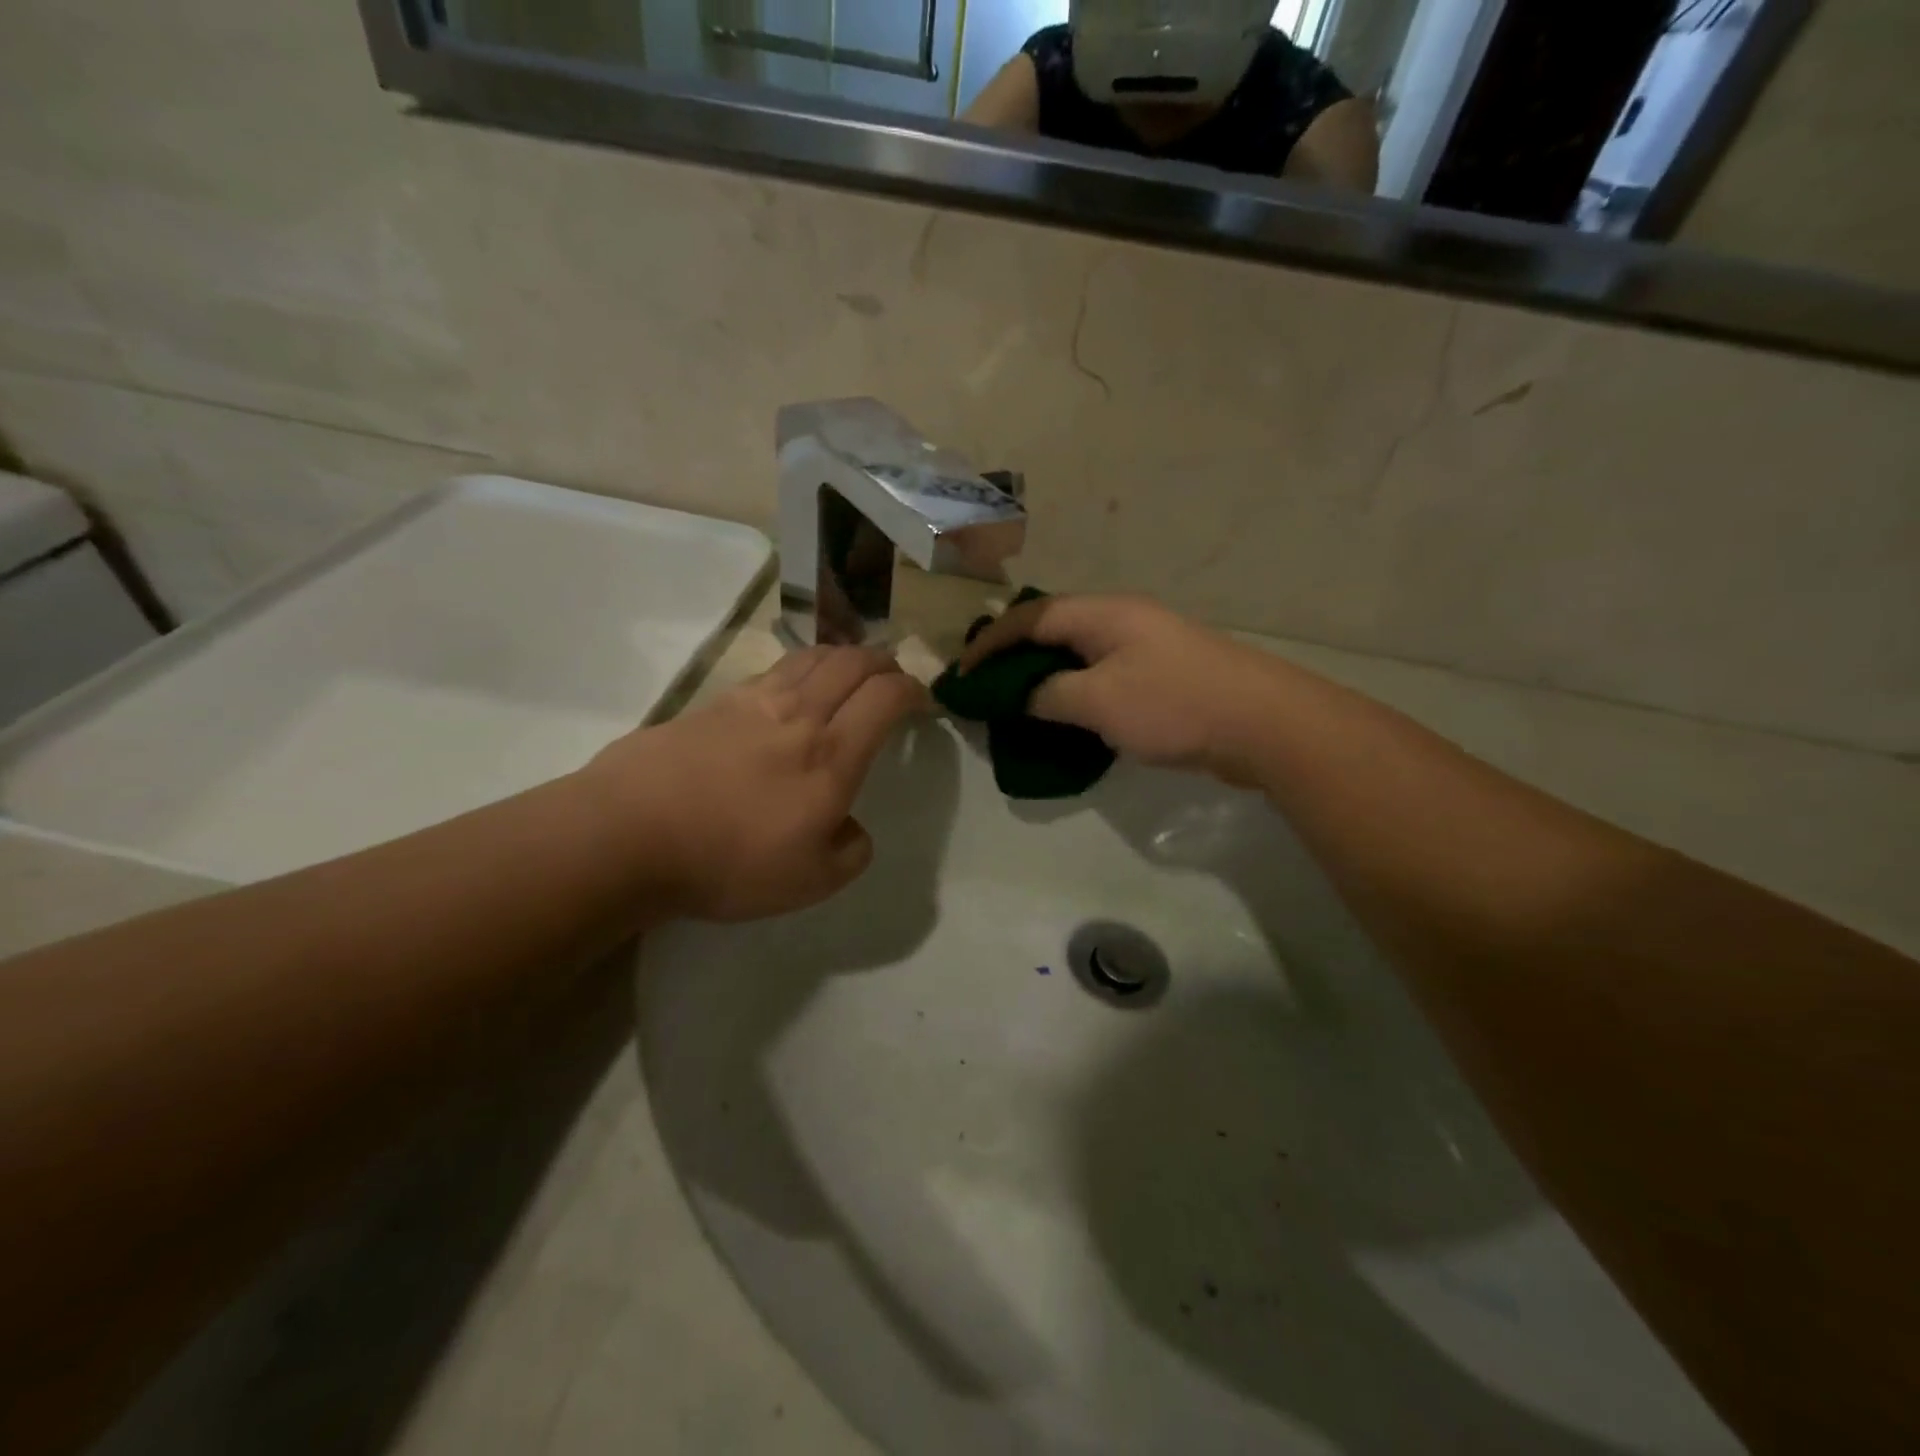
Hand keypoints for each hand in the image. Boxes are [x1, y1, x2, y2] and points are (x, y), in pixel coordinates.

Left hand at [580, 647, 926, 920]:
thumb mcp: (811, 882)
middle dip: (884, 662)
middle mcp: (800, 713)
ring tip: (850, 671)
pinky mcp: (715, 702)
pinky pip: (774, 669)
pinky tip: (794, 687)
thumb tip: (852, 828)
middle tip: (893, 677)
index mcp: (833, 754)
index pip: (887, 697)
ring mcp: (754, 700)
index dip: (914, 690)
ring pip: (813, 656)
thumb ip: (851, 852)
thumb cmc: (729, 861)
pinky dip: (801, 667)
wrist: (629, 833)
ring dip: (844, 656)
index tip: (923, 702)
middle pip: (854, 661)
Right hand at [957, 594, 1286, 784]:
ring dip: (1046, 676)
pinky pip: (1103, 675)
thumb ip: (1049, 695)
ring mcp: (1147, 646)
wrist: (1264, 724)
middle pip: (1054, 629)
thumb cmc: (1173, 704)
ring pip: (1080, 655)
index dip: (991, 642)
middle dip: (1015, 656)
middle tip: (987, 687)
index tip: (962, 673)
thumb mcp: (1097, 701)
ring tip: (1019, 704)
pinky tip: (1069, 717)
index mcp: (1103, 613)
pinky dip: (1076, 692)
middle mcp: (1123, 620)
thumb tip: (1025, 695)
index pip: (1030, 617)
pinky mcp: (1164, 675)